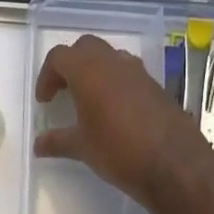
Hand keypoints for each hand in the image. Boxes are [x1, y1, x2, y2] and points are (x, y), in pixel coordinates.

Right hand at [34, 36, 208, 202]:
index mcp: (89, 72)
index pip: (59, 56)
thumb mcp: (82, 148)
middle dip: (71, 64)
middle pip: (86, 47)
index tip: (45, 101)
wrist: (176, 165)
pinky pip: (131, 73)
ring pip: (111, 57)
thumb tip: (38, 145)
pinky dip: (117, 83)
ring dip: (96, 71)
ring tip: (90, 99)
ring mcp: (140, 73)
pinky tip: (116, 112)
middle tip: (64, 91)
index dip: (47, 75)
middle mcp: (114, 64)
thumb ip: (57, 141)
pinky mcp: (157, 87)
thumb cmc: (119, 151)